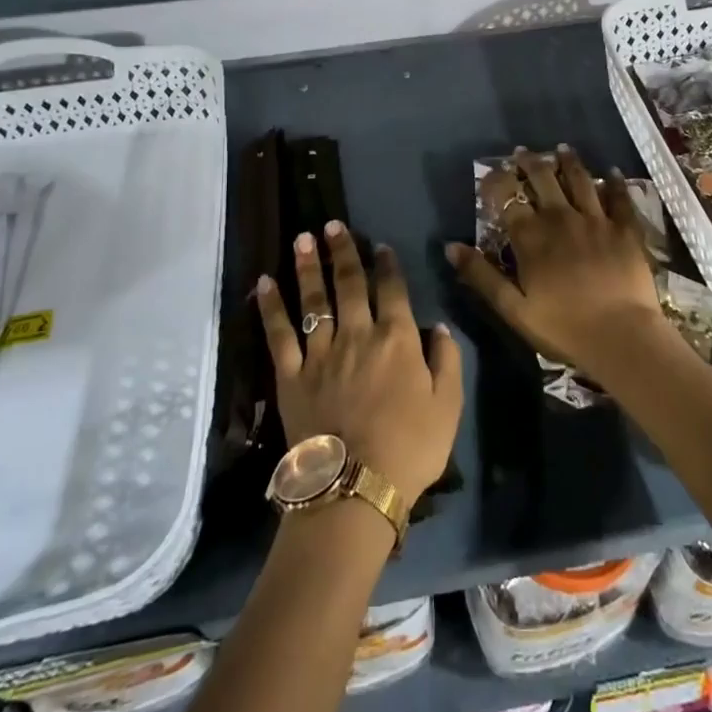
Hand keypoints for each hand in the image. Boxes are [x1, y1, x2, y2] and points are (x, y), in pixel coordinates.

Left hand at [254, 222, 462, 501]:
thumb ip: (446, 360)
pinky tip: (264, 282)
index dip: (385, 265)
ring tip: (302, 238)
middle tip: (332, 225)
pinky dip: (271, 306)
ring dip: (307, 266)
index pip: (391, 290)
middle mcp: (358, 334)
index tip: (379, 245)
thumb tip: (437, 327)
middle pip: (349, 283)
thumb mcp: (448, 406)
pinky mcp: (292, 374)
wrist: (355, 487)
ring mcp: (321, 352)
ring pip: (314, 299)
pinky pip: (279, 333)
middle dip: (342, 251)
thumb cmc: (410, 448)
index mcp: (397, 338)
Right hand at [446, 144, 669, 379]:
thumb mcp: (513, 309)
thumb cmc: (563, 328)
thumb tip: (450, 247)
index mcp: (531, 237)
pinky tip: (613, 171)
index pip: (507, 199)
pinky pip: (620, 198)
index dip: (496, 183)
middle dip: (530, 163)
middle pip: (543, 180)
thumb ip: (482, 276)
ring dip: (569, 163)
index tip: (490, 174)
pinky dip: (615, 182)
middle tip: (523, 151)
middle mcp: (561, 218)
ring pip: (580, 180)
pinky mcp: (625, 229)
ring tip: (562, 149)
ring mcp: (596, 220)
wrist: (622, 337)